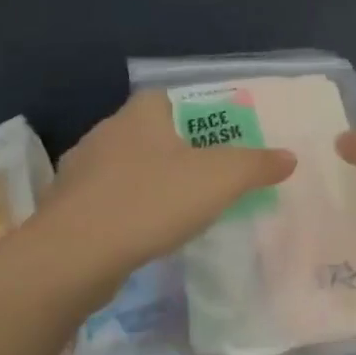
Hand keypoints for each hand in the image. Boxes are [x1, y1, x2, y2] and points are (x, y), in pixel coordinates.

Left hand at [40, 91, 295, 275]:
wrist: (74, 256)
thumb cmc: (152, 201)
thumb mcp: (221, 179)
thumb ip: (257, 165)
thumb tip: (289, 157)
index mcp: (139, 115)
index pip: (166, 98)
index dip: (192, 113)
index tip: (215, 139)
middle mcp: (104, 134)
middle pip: (147, 133)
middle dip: (174, 151)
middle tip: (205, 176)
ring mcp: (79, 173)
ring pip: (124, 169)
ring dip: (148, 183)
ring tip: (177, 208)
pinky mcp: (66, 210)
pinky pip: (106, 201)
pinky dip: (126, 211)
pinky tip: (143, 234)